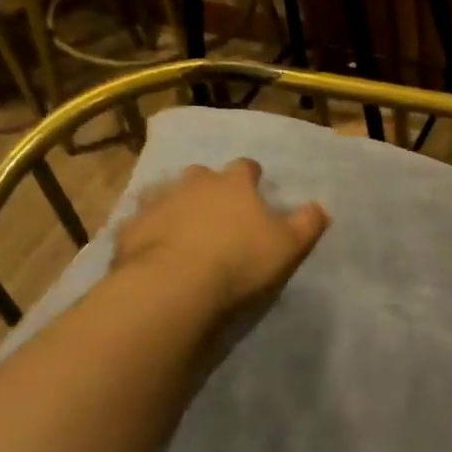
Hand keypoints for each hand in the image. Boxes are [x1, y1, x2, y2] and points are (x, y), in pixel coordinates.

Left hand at [113, 160, 329, 312]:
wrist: (175, 285)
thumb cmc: (240, 261)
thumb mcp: (289, 246)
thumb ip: (308, 223)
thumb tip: (322, 207)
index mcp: (234, 184)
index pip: (246, 167)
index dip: (252, 176)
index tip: (255, 187)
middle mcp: (193, 183)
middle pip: (201, 174)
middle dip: (208, 185)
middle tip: (216, 207)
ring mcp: (157, 203)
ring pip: (165, 192)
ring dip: (174, 202)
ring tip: (181, 223)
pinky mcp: (129, 228)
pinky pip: (139, 222)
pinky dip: (147, 229)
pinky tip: (152, 245)